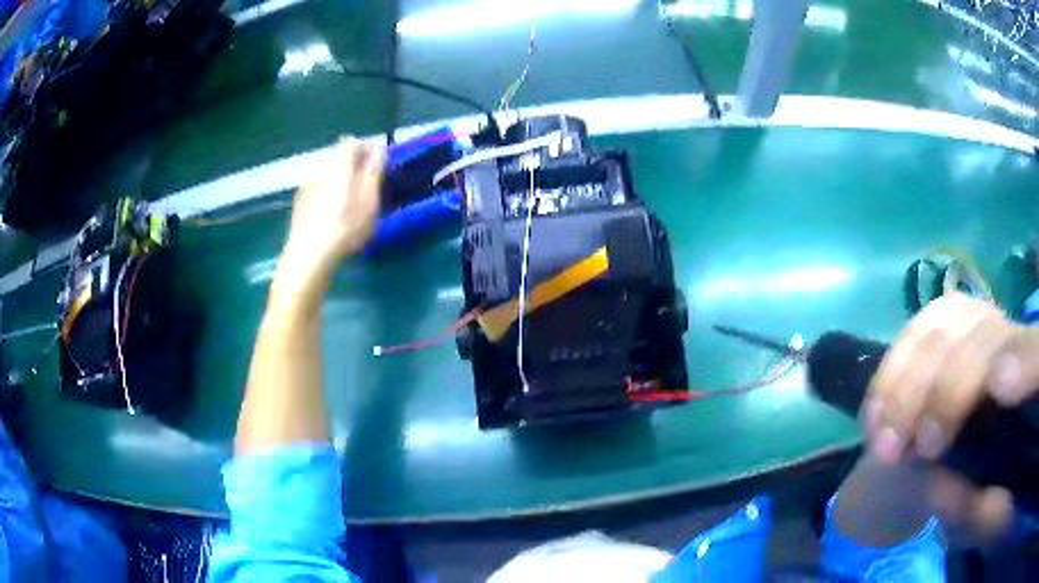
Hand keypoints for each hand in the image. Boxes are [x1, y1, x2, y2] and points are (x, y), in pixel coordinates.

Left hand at [274, 138, 383, 303]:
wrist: (309, 256)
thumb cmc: (345, 226)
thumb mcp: (370, 199)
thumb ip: (373, 172)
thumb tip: (377, 151)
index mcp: (338, 165)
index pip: (351, 143)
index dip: (366, 149)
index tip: (377, 164)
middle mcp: (319, 170)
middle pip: (337, 159)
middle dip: (353, 166)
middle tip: (367, 184)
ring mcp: (306, 188)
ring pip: (326, 176)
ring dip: (339, 182)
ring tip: (351, 202)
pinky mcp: (299, 207)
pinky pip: (317, 192)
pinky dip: (327, 197)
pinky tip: (333, 217)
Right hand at [863, 293, 1038, 541]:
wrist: (967, 463)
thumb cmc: (985, 497)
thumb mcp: (984, 520)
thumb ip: (976, 514)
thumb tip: (940, 486)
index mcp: (1034, 394)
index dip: (1026, 359)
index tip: (999, 386)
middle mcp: (1017, 345)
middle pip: (987, 337)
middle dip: (947, 393)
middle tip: (911, 451)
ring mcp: (986, 324)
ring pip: (948, 323)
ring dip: (908, 385)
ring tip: (880, 442)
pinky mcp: (956, 321)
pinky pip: (922, 325)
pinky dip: (893, 369)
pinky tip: (876, 412)